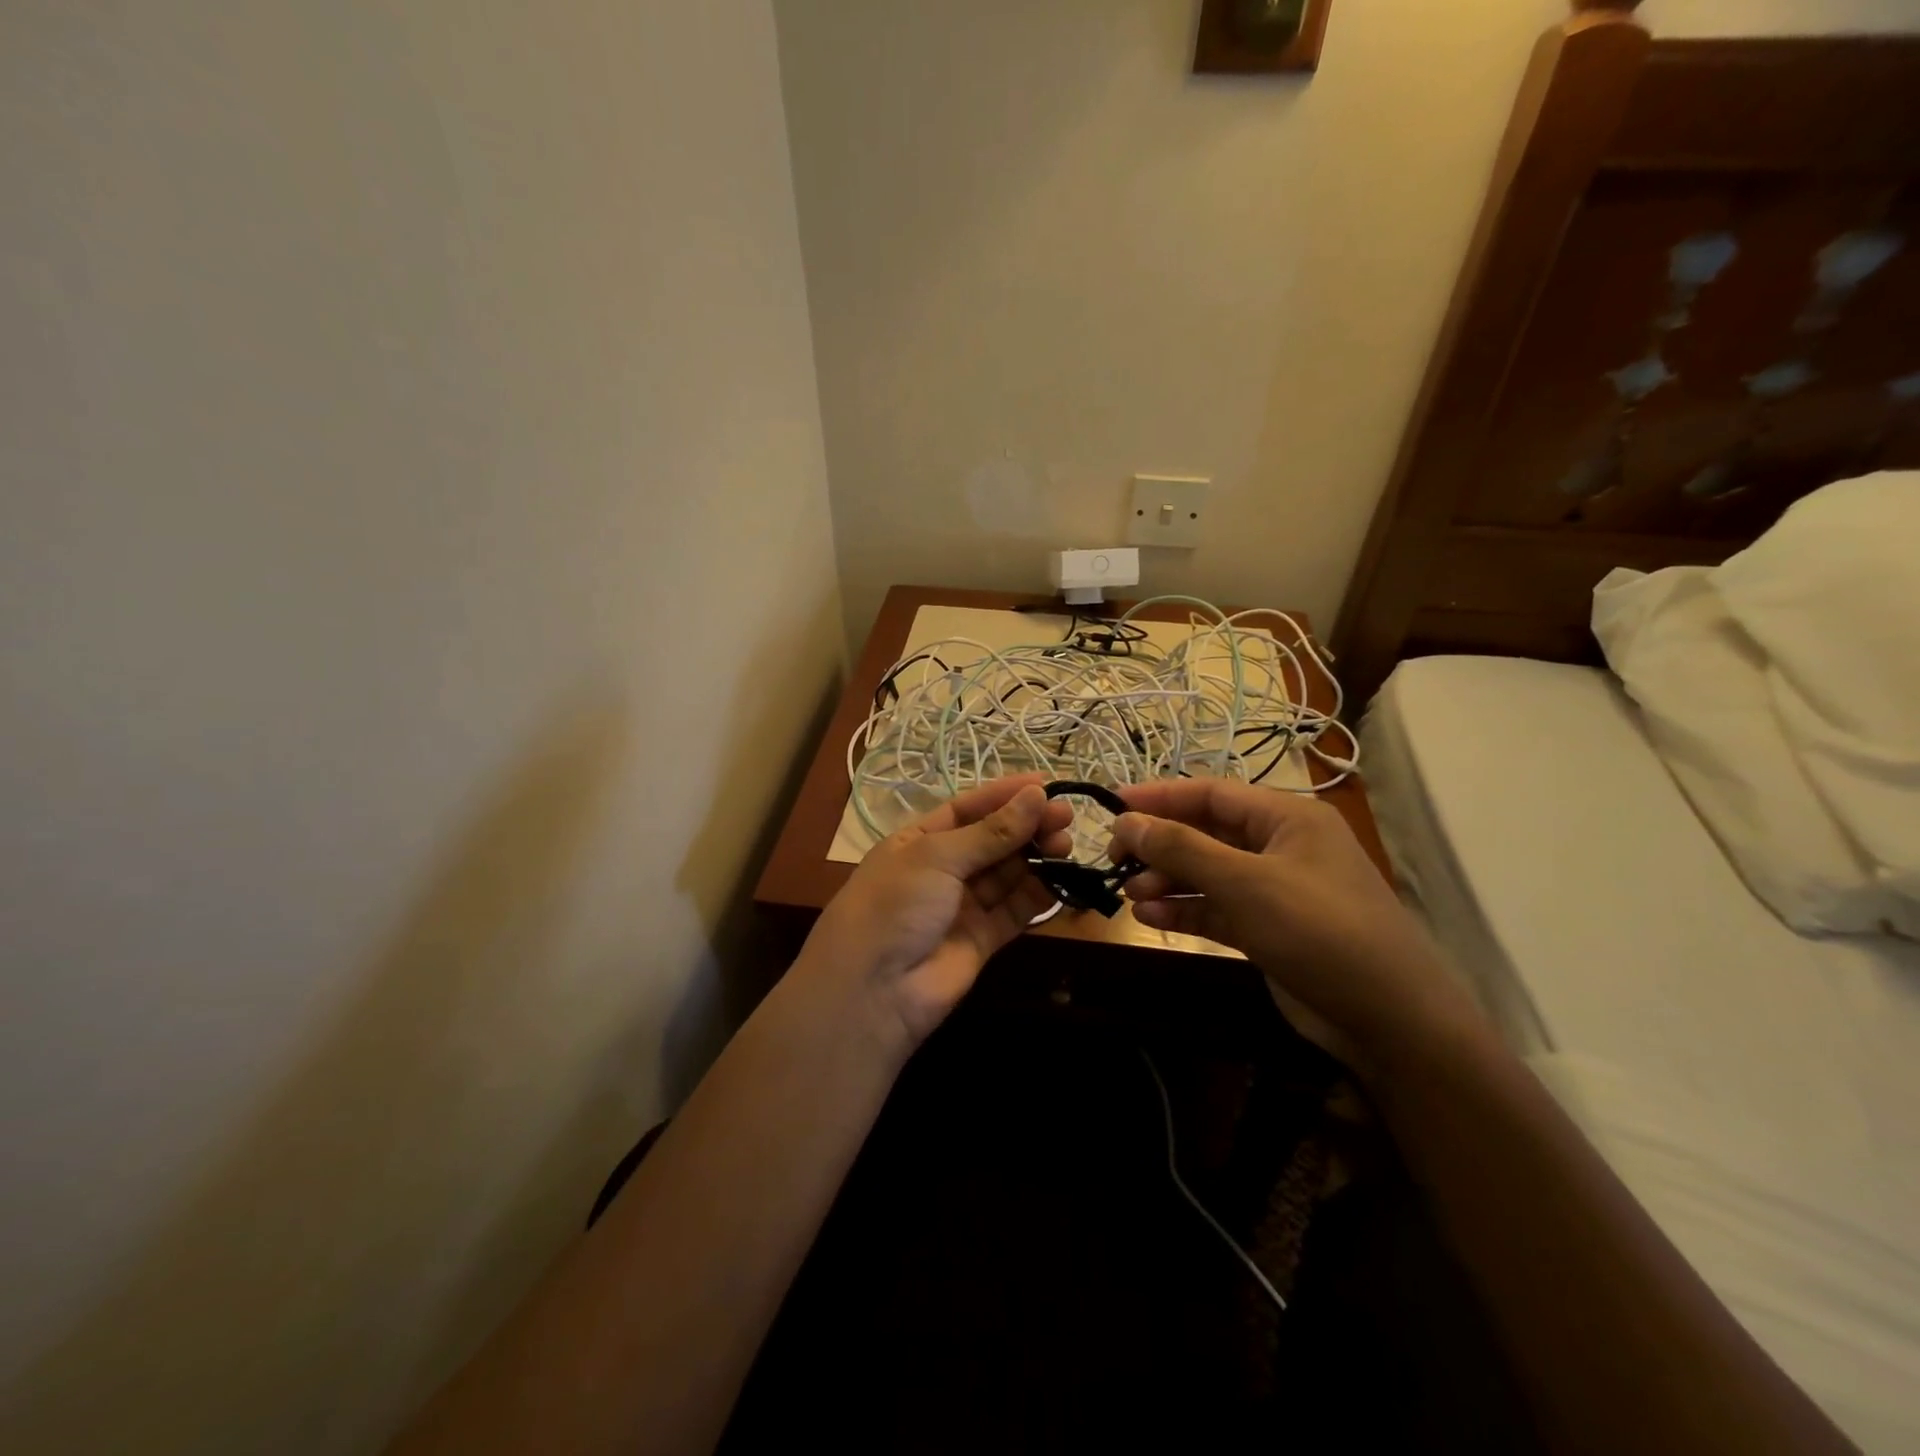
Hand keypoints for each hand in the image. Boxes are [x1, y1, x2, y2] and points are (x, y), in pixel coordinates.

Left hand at [803, 775, 1073, 1046]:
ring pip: (1007, 874)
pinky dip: (1037, 896)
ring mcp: (962, 906)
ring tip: (1065, 845)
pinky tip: (1060, 880)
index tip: (1045, 784)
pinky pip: (1014, 911)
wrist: (873, 991)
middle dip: (1027, 826)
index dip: (1004, 795)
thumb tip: (1037, 795)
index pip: (967, 809)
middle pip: (992, 840)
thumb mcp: (937, 857)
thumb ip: (992, 831)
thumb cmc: (895, 905)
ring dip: (1036, 857)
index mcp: (918, 841)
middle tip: (1066, 818)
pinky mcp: (982, 940)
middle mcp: (941, 870)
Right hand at [1110, 779, 1482, 1070]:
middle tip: (1115, 861)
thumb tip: (1126, 822)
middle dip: (1161, 845)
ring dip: (1168, 880)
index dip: (1160, 797)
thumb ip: (1182, 849)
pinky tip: (1150, 916)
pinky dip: (1186, 910)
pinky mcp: (1270, 929)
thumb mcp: (1245, 883)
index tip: (1113, 808)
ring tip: (1130, 894)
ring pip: (1208, 873)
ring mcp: (1276, 890)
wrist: (1390, 1020)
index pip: (1212, 793)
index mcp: (1287, 818)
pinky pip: (1218, 909)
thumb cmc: (1319, 931)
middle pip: (1206, 833)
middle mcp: (1280, 846)